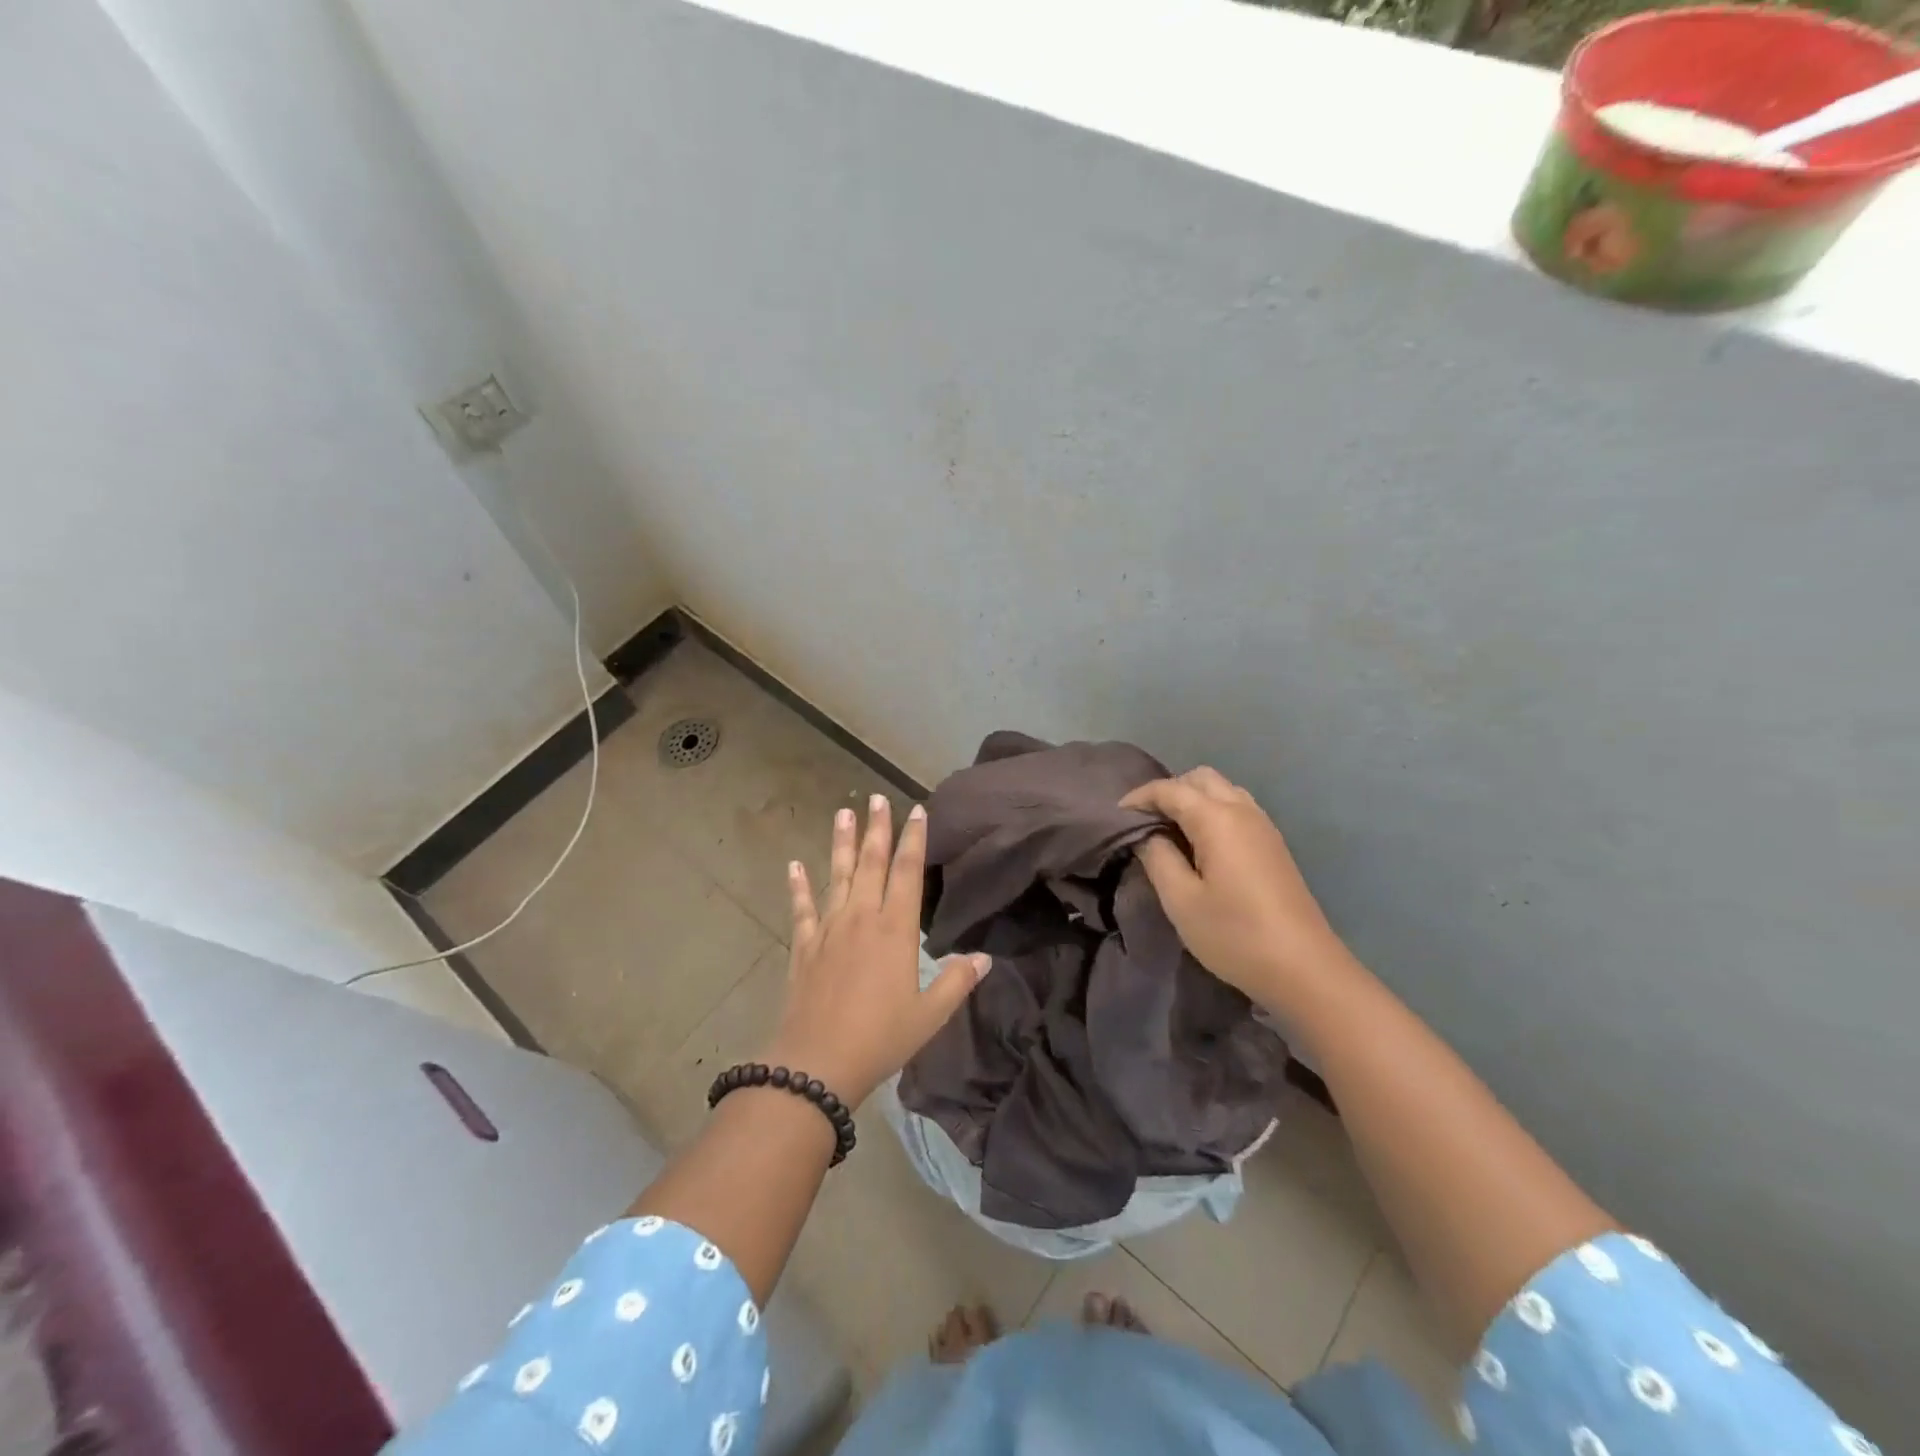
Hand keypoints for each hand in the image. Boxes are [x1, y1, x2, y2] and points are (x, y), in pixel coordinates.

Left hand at [761, 795, 989, 1107]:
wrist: (815, 1065)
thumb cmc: (880, 1039)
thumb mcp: (929, 1016)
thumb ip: (957, 982)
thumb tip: (986, 958)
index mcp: (895, 930)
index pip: (907, 873)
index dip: (913, 840)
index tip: (916, 810)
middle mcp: (861, 919)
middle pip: (871, 864)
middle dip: (877, 828)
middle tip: (877, 797)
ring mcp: (828, 930)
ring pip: (838, 876)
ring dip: (842, 843)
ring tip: (844, 811)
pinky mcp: (804, 946)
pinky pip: (802, 908)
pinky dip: (798, 886)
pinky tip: (794, 865)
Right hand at [1121, 768, 1348, 1007]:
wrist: (1305, 969)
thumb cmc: (1235, 935)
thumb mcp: (1181, 900)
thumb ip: (1157, 857)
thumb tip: (1146, 834)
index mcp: (1217, 819)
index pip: (1170, 789)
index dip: (1139, 797)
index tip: (1114, 818)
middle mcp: (1243, 811)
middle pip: (1200, 779)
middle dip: (1168, 791)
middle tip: (1144, 822)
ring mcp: (1264, 827)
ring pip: (1222, 790)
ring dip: (1192, 799)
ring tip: (1169, 832)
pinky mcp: (1274, 845)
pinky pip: (1237, 809)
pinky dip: (1212, 812)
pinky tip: (1200, 845)